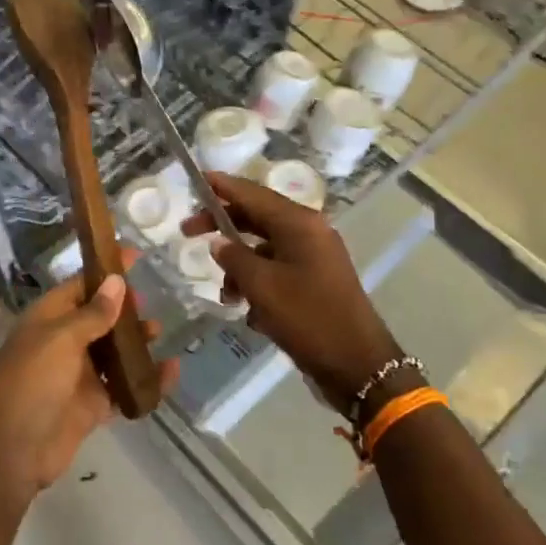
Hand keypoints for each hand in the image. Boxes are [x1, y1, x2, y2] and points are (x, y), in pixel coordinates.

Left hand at [0, 249, 177, 499]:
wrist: (8, 450)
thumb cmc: (30, 381)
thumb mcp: (61, 338)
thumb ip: (93, 313)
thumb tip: (116, 281)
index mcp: (49, 318)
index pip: (81, 285)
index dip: (106, 271)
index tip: (135, 256)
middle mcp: (63, 343)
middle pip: (99, 318)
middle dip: (124, 310)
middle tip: (150, 303)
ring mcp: (77, 376)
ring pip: (112, 353)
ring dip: (135, 343)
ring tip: (158, 333)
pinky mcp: (91, 406)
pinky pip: (123, 388)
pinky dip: (146, 380)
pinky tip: (170, 372)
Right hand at [183, 174, 400, 409]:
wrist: (357, 364)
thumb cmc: (308, 318)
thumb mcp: (262, 286)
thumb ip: (234, 258)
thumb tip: (219, 243)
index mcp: (300, 224)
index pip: (254, 193)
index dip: (224, 186)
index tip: (197, 179)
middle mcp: (309, 233)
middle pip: (257, 217)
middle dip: (223, 226)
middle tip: (188, 233)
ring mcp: (314, 258)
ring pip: (264, 248)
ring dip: (239, 266)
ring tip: (226, 295)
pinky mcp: (315, 282)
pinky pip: (277, 271)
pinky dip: (258, 283)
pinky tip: (248, 311)